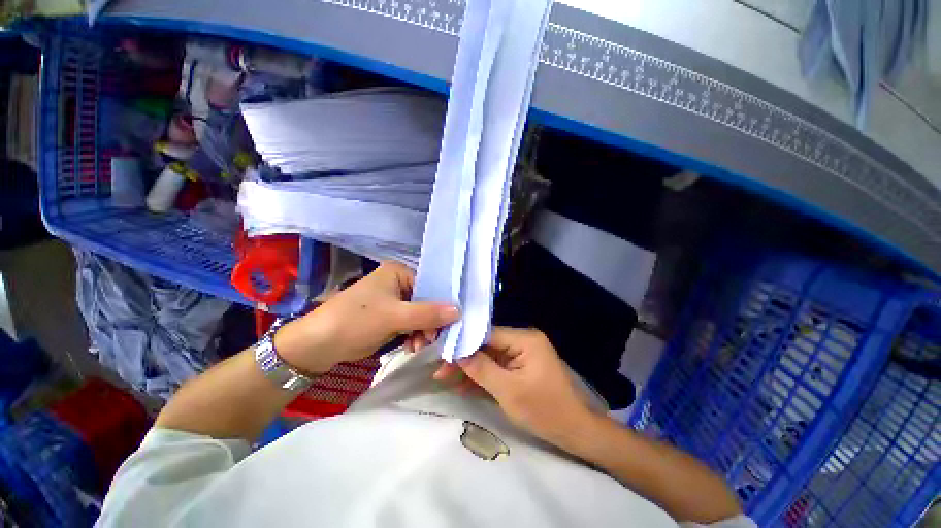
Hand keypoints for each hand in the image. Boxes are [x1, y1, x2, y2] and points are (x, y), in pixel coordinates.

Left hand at [275, 262, 458, 373]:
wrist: (318, 345)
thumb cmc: (356, 321)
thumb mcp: (395, 317)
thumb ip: (428, 314)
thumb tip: (459, 311)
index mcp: (398, 272)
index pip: (430, 286)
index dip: (440, 305)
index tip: (445, 326)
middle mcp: (397, 283)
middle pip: (426, 301)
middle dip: (429, 323)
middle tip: (429, 340)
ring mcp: (392, 300)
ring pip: (419, 315)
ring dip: (421, 331)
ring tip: (417, 346)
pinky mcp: (388, 316)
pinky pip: (410, 323)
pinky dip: (413, 335)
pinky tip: (410, 346)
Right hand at [435, 327, 596, 445]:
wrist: (575, 432)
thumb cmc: (545, 410)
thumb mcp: (508, 391)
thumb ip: (481, 369)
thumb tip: (457, 353)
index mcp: (524, 339)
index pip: (488, 334)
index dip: (464, 343)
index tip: (441, 352)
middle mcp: (523, 341)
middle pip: (486, 346)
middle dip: (464, 359)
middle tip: (439, 371)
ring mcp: (521, 354)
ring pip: (489, 358)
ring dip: (469, 370)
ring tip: (444, 379)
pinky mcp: (520, 367)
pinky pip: (497, 368)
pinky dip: (482, 377)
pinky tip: (461, 386)